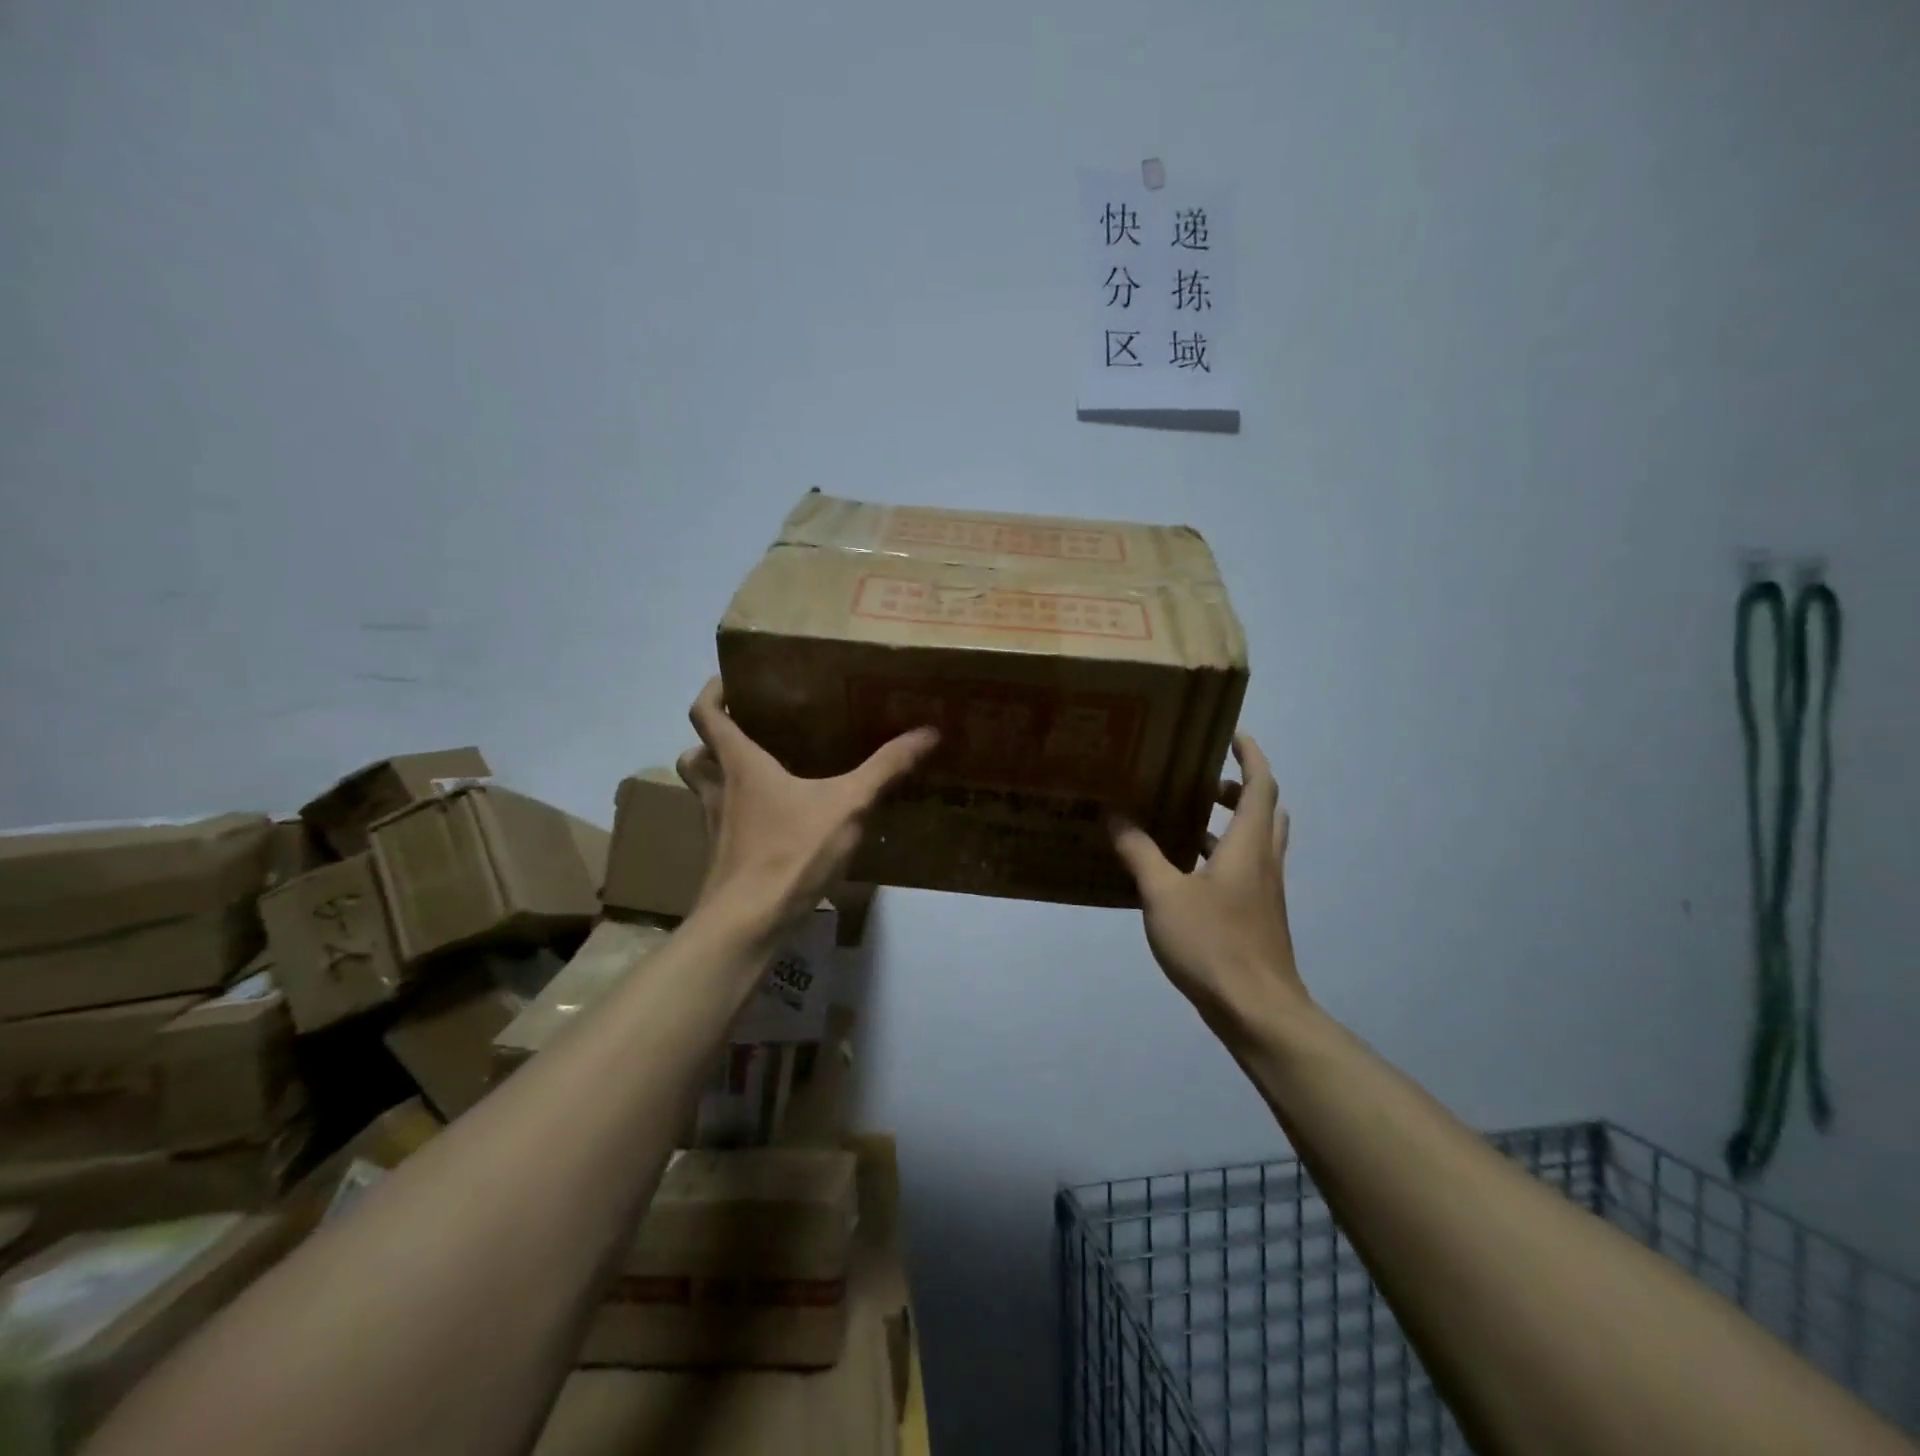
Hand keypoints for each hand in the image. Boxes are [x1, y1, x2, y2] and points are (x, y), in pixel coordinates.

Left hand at [676, 677, 938, 929]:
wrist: (748, 924)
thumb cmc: (791, 852)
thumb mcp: (848, 806)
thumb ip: (886, 768)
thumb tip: (928, 732)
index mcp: (741, 765)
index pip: (706, 715)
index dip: (712, 692)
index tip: (730, 680)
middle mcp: (719, 791)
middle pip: (695, 755)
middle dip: (711, 740)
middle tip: (746, 732)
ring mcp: (715, 828)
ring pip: (704, 792)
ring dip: (721, 778)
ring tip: (761, 777)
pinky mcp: (724, 859)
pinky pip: (724, 825)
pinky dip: (739, 816)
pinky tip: (776, 826)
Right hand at [1110, 734, 1308, 1033]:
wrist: (1257, 1010)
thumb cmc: (1213, 943)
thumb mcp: (1163, 894)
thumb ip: (1138, 852)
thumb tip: (1114, 814)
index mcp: (1248, 844)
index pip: (1260, 784)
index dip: (1250, 755)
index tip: (1231, 734)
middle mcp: (1263, 860)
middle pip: (1264, 810)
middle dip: (1237, 789)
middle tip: (1201, 781)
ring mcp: (1264, 891)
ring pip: (1255, 842)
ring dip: (1229, 823)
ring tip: (1185, 819)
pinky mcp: (1257, 916)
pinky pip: (1243, 869)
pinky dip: (1220, 856)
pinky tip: (1183, 873)